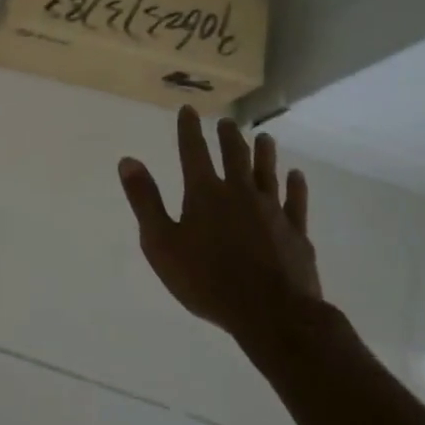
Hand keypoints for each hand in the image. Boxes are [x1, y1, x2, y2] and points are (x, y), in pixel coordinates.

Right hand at [117, 107, 320, 335]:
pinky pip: (295, 201)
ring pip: (267, 173)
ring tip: (264, 138)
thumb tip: (128, 160)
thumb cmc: (207, 281)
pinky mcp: (295, 232)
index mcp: (205, 194)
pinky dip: (295, 186)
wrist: (271, 314)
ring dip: (264, 154)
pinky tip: (296, 176)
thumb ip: (145, 200)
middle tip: (226, 123)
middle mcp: (239, 193)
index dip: (189, 130)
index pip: (194, 152)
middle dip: (228, 137)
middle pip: (234, 156)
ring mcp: (271, 211)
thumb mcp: (161, 243)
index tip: (189, 110)